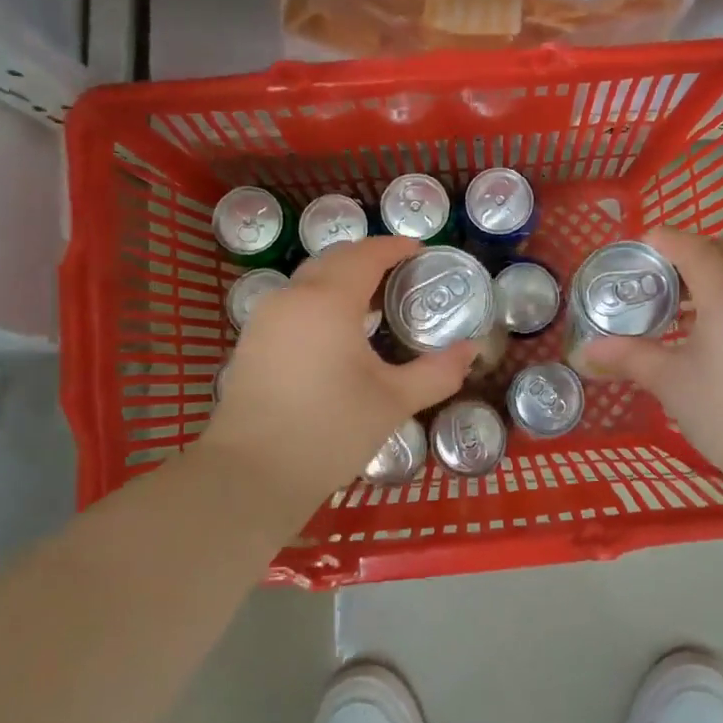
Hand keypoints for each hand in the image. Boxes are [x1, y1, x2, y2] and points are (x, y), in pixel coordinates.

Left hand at [197, 236, 476, 507]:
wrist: (251, 475)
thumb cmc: (329, 431)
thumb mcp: (393, 401)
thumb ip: (437, 372)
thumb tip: (471, 351)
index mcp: (328, 300)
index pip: (366, 255)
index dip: (395, 247)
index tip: (421, 251)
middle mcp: (292, 297)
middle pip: (334, 260)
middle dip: (369, 259)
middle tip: (402, 276)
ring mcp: (265, 318)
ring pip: (309, 281)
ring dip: (342, 280)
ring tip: (374, 304)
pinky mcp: (252, 342)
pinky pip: (293, 304)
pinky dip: (320, 302)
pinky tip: (337, 333)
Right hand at [581, 228, 722, 511]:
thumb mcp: (672, 383)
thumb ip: (629, 357)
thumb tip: (586, 352)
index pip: (691, 246)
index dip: (659, 241)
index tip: (631, 252)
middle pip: (720, 251)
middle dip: (684, 255)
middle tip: (650, 280)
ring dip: (710, 276)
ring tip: (676, 307)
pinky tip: (708, 331)